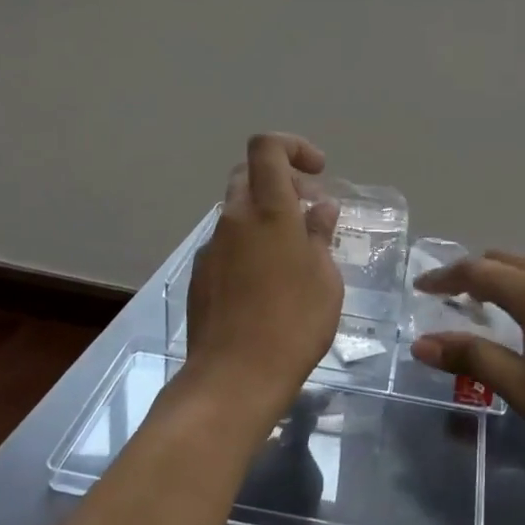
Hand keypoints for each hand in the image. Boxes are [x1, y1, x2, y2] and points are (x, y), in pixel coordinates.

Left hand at [178, 134, 343, 431]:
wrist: (234, 377)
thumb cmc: (294, 322)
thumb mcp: (325, 278)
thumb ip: (320, 234)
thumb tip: (319, 208)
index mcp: (268, 209)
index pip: (267, 147)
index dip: (293, 147)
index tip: (317, 174)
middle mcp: (233, 219)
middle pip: (249, 176)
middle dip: (281, 182)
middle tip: (308, 212)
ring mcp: (211, 247)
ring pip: (237, 212)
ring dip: (265, 217)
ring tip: (293, 254)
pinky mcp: (199, 275)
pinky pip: (227, 244)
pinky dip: (248, 246)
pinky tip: (266, 284)